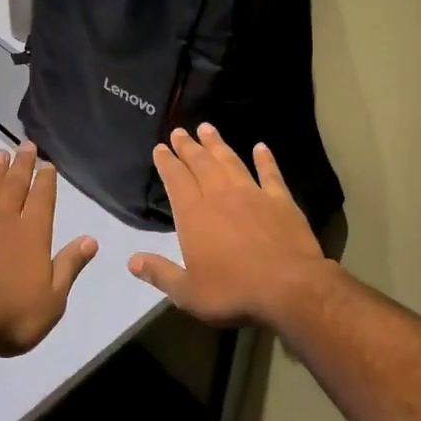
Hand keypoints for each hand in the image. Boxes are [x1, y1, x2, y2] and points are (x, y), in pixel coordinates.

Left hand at [0, 141, 98, 357]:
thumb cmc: (9, 315)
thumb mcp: (52, 299)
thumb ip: (69, 266)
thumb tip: (91, 239)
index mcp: (33, 234)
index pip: (43, 199)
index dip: (46, 181)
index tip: (47, 164)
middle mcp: (4, 219)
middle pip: (15, 185)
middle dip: (22, 165)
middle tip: (26, 145)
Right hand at [128, 125, 333, 326]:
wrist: (289, 286)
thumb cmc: (233, 290)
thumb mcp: (188, 292)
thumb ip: (160, 274)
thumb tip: (132, 261)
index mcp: (194, 215)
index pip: (176, 180)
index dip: (167, 162)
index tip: (161, 147)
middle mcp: (220, 196)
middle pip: (201, 164)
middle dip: (188, 146)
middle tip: (180, 131)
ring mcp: (253, 194)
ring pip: (231, 161)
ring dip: (218, 144)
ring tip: (207, 128)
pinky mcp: (280, 200)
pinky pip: (270, 173)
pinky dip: (265, 159)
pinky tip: (261, 147)